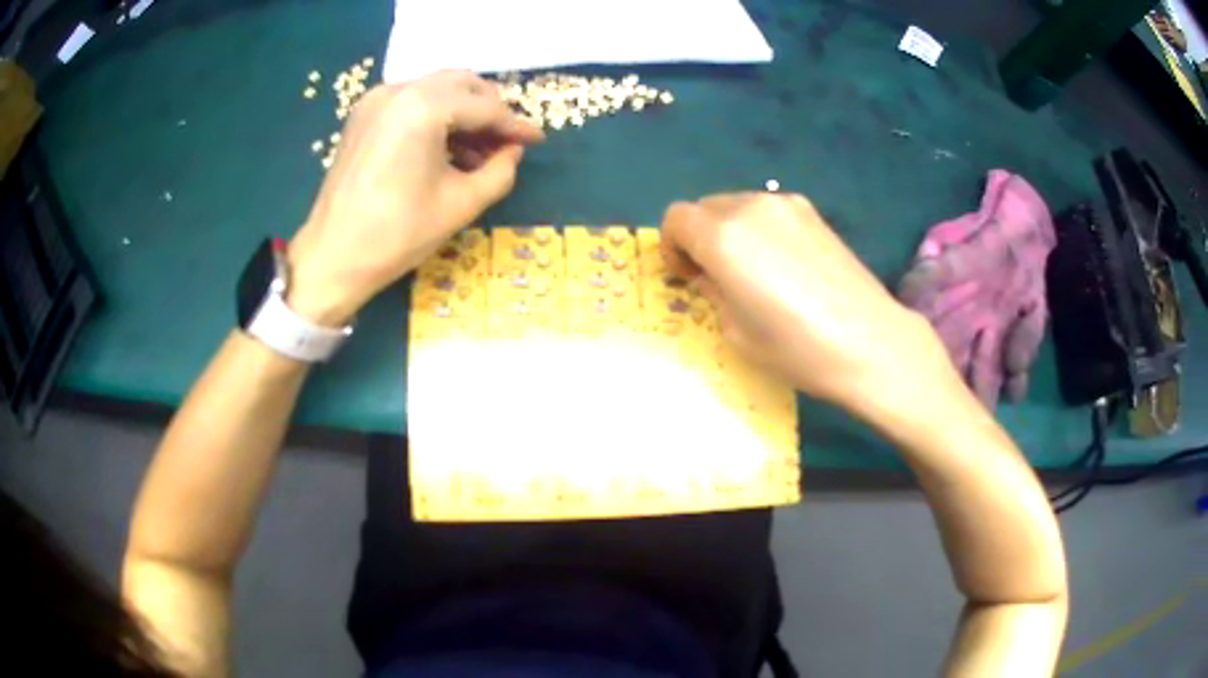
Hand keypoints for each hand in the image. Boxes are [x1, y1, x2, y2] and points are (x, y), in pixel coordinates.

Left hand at [286, 70, 543, 324]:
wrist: (332, 257)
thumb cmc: (397, 234)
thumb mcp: (462, 204)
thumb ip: (500, 171)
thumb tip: (513, 151)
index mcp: (424, 107)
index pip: (484, 107)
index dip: (514, 125)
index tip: (537, 140)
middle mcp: (399, 90)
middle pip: (461, 85)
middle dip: (489, 110)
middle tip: (507, 142)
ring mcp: (376, 100)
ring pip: (436, 90)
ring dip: (463, 113)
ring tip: (479, 152)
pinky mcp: (363, 116)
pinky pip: (411, 102)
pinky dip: (435, 117)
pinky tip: (445, 148)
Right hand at [660, 193, 960, 418]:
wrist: (869, 341)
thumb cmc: (796, 348)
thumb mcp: (736, 331)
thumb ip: (713, 291)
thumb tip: (711, 276)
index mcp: (722, 237)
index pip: (676, 218)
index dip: (672, 247)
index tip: (688, 276)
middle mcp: (750, 207)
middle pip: (705, 207)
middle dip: (700, 237)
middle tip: (717, 277)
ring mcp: (786, 205)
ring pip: (738, 206)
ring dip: (730, 231)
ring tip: (754, 272)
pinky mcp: (813, 212)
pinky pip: (769, 212)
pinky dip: (760, 230)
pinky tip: (784, 266)